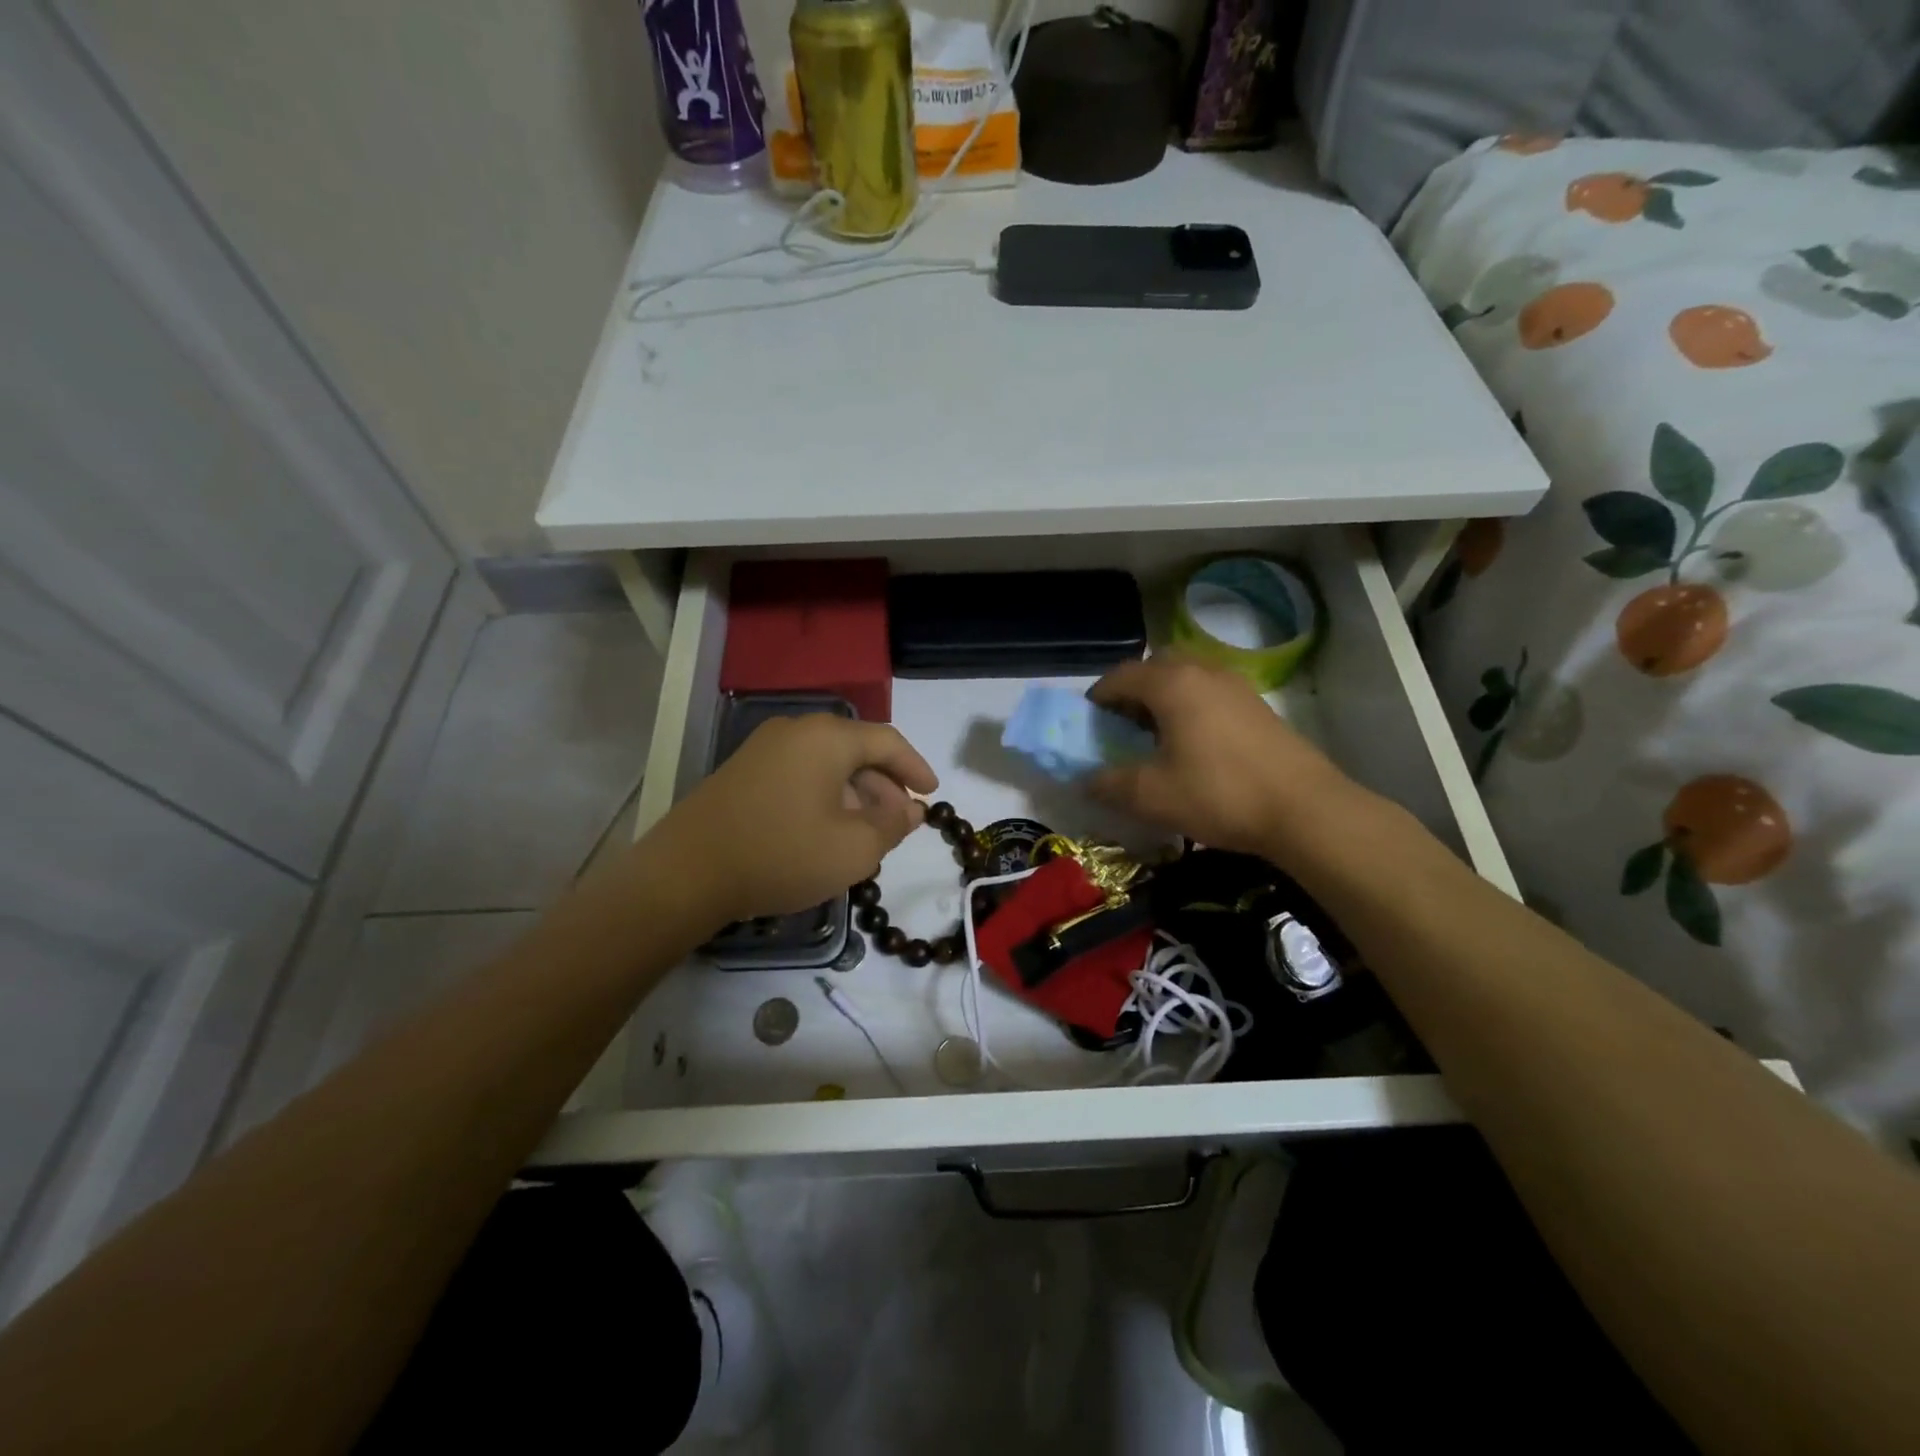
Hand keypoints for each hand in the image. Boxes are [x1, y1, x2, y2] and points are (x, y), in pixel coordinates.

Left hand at [653, 714, 937, 925]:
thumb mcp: (853, 849)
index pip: (888, 742)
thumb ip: (893, 825)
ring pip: (827, 764)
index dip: (916, 768)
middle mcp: (796, 731)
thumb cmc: (781, 854)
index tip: (932, 794)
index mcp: (828, 737)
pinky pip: (800, 774)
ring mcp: (764, 748)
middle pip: (856, 750)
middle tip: (899, 822)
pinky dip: (825, 796)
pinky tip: (826, 830)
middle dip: (884, 786)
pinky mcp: (743, 771)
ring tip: (866, 834)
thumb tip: (911, 809)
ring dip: (855, 794)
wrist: (686, 873)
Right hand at [1087, 653, 1357, 858]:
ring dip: (1163, 695)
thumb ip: (1109, 784)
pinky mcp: (1257, 705)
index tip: (1088, 721)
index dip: (1098, 696)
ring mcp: (1235, 685)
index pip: (1121, 675)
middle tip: (1123, 723)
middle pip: (1156, 666)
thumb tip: (1083, 780)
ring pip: (1187, 675)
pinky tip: (1194, 742)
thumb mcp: (1151, 796)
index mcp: (1172, 684)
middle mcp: (1203, 672)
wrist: (1304, 809)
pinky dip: (1191, 704)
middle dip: (1133, 689)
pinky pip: (1210, 690)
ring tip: (1156, 734)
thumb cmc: (1219, 794)